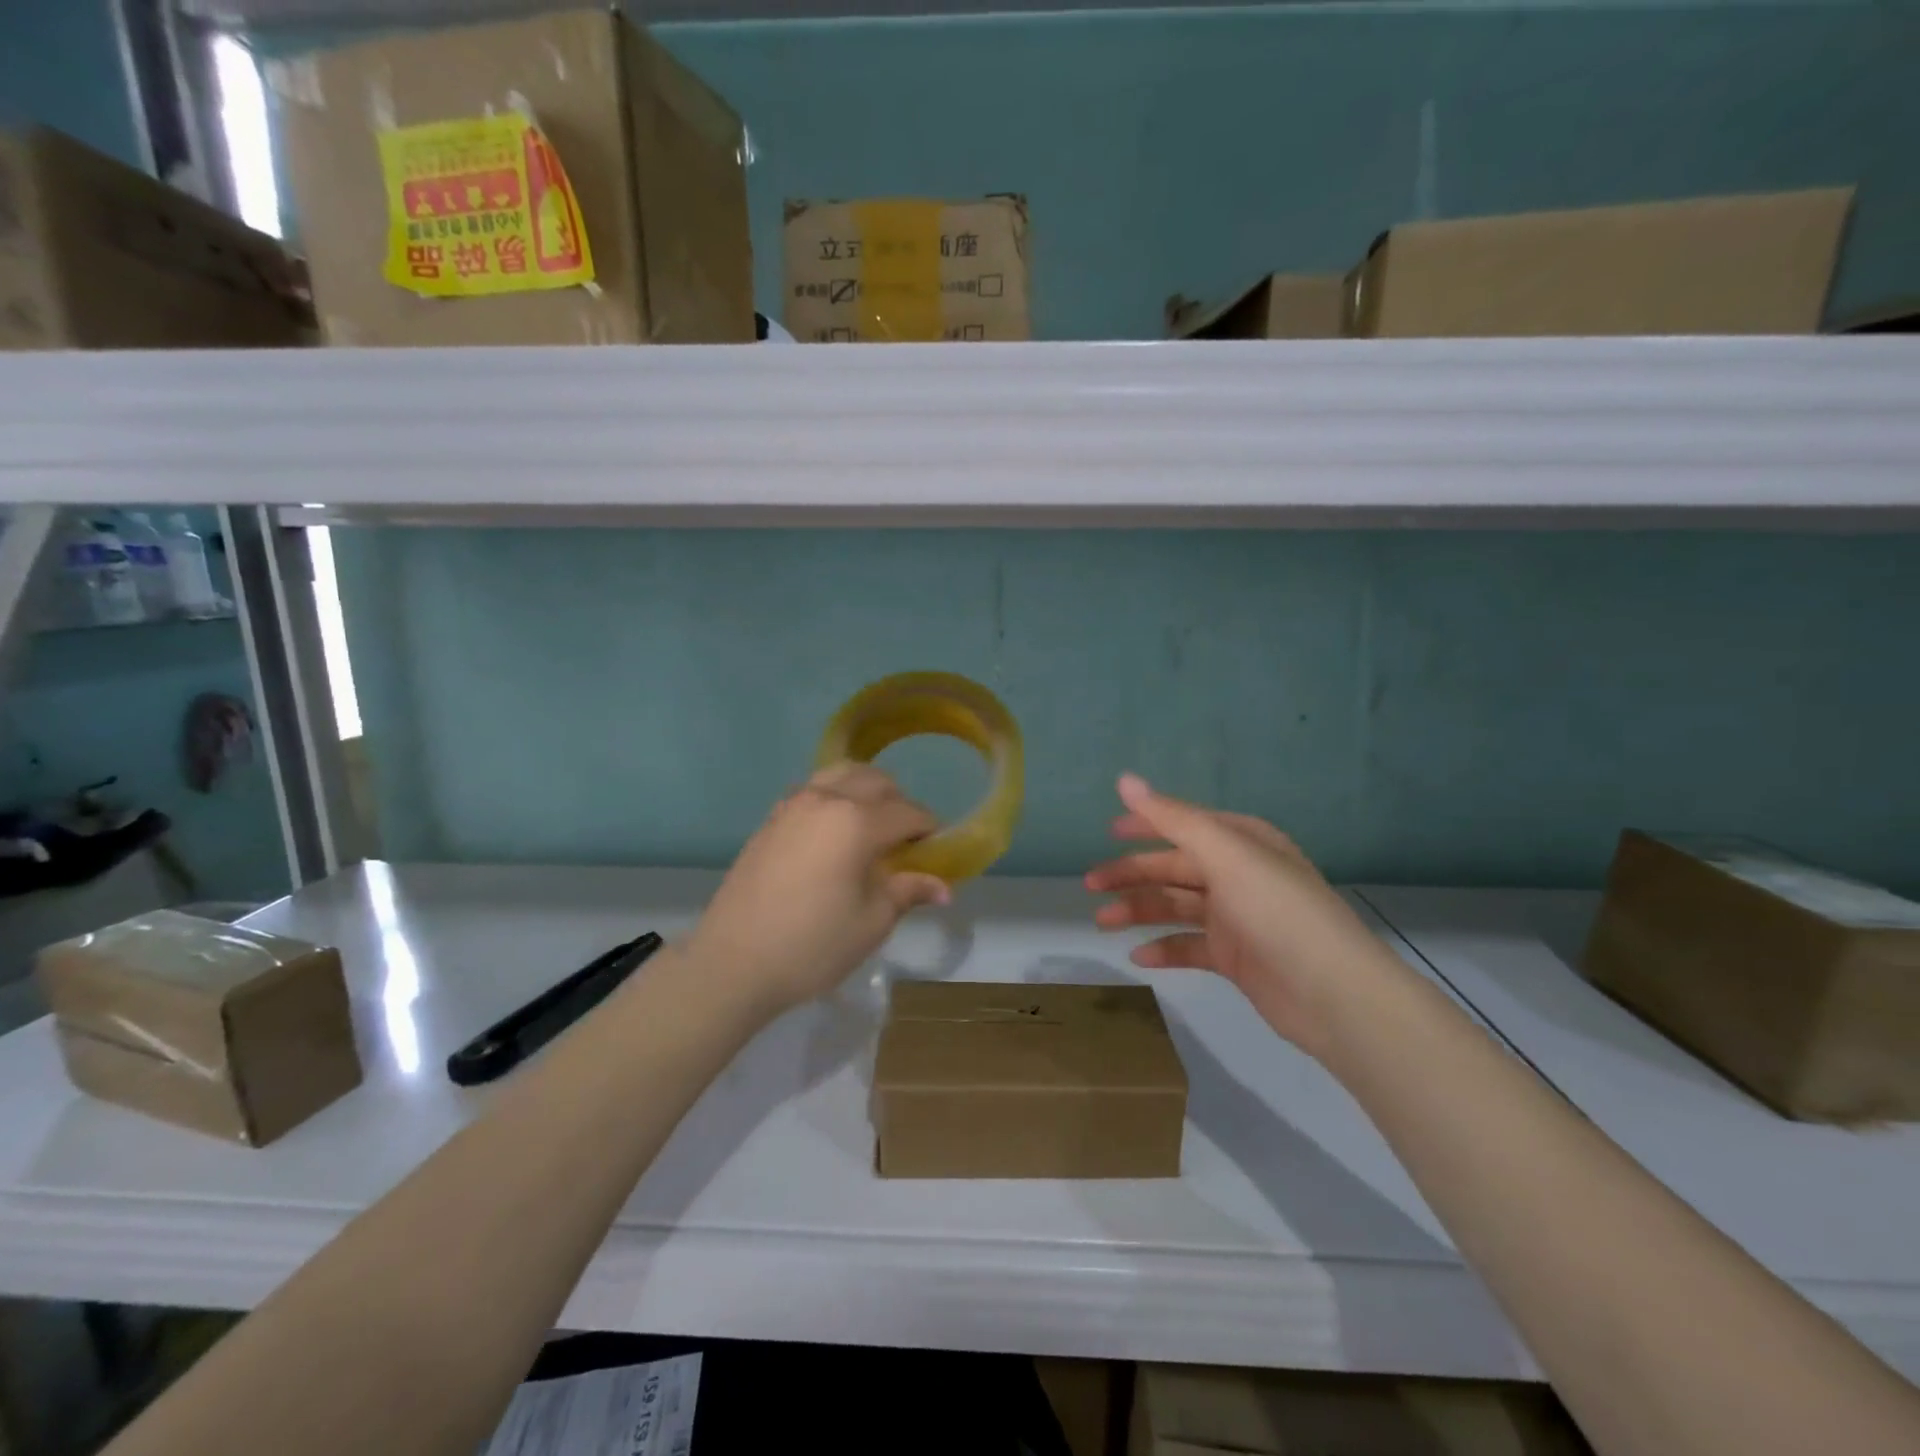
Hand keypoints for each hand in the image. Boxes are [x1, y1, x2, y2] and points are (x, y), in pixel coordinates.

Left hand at [686, 764, 949, 1014]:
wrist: (733, 962)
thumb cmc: (812, 945)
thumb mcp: (872, 922)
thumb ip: (908, 891)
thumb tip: (943, 887)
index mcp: (857, 821)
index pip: (908, 812)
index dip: (929, 830)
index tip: (935, 852)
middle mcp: (826, 800)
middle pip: (876, 781)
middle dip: (899, 804)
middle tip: (903, 842)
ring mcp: (793, 805)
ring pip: (841, 775)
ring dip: (865, 791)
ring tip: (869, 828)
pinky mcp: (771, 819)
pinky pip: (813, 790)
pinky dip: (834, 798)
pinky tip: (832, 834)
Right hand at [1085, 773, 1399, 1055]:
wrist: (1333, 994)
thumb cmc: (1277, 910)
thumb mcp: (1225, 854)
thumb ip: (1172, 818)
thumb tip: (1125, 779)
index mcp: (1243, 842)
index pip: (1185, 824)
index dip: (1146, 825)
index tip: (1108, 832)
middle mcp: (1239, 874)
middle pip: (1174, 867)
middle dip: (1132, 873)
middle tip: (1090, 884)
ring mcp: (1237, 916)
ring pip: (1176, 906)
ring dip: (1139, 910)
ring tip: (1102, 921)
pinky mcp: (1235, 956)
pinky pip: (1189, 946)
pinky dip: (1164, 949)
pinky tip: (1138, 957)